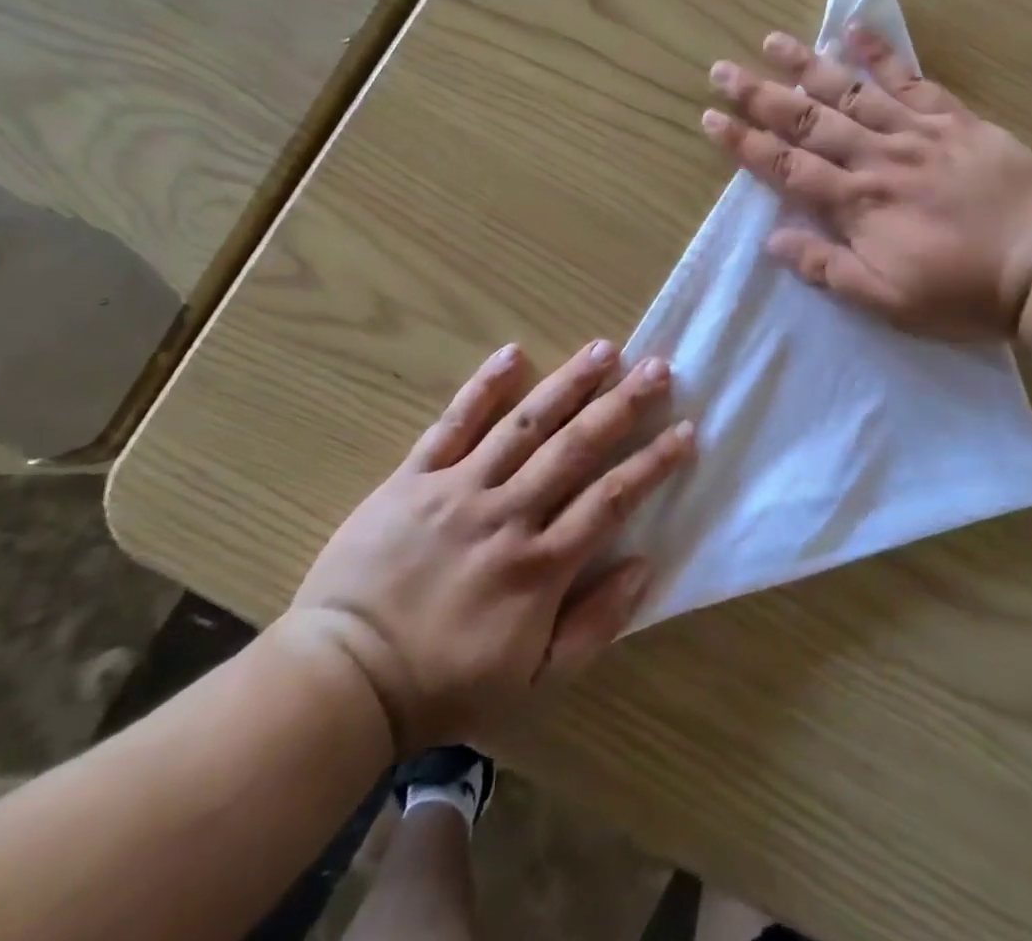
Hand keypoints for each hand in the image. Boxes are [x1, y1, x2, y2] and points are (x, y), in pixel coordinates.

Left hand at [289, 340, 691, 755]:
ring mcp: (458, 489)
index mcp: (540, 565)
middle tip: (658, 368)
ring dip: (568, 384)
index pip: (611, 499)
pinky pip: (453, 424)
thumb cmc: (446, 683)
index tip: (686, 430)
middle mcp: (507, 515)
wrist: (344, 678)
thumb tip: (643, 564)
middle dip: (622, 405)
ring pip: (524, 425)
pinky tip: (513, 353)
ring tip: (605, 349)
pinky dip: (483, 388)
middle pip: (576, 448)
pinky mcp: (414, 478)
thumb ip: (595, 624)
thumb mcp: (535, 678)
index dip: (653, 462)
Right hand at [702, 26, 1031, 338]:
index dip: (746, 144)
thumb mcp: (887, 300)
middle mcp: (879, 158)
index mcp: (859, 204)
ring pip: (852, 92)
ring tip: (772, 41)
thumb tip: (773, 240)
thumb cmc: (963, 292)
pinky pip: (913, 80)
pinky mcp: (956, 120)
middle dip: (761, 95)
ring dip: (808, 66)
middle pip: (809, 120)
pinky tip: (854, 31)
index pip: (788, 168)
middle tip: (722, 70)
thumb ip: (828, 268)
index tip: (711, 119)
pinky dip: (883, 54)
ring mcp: (919, 133)